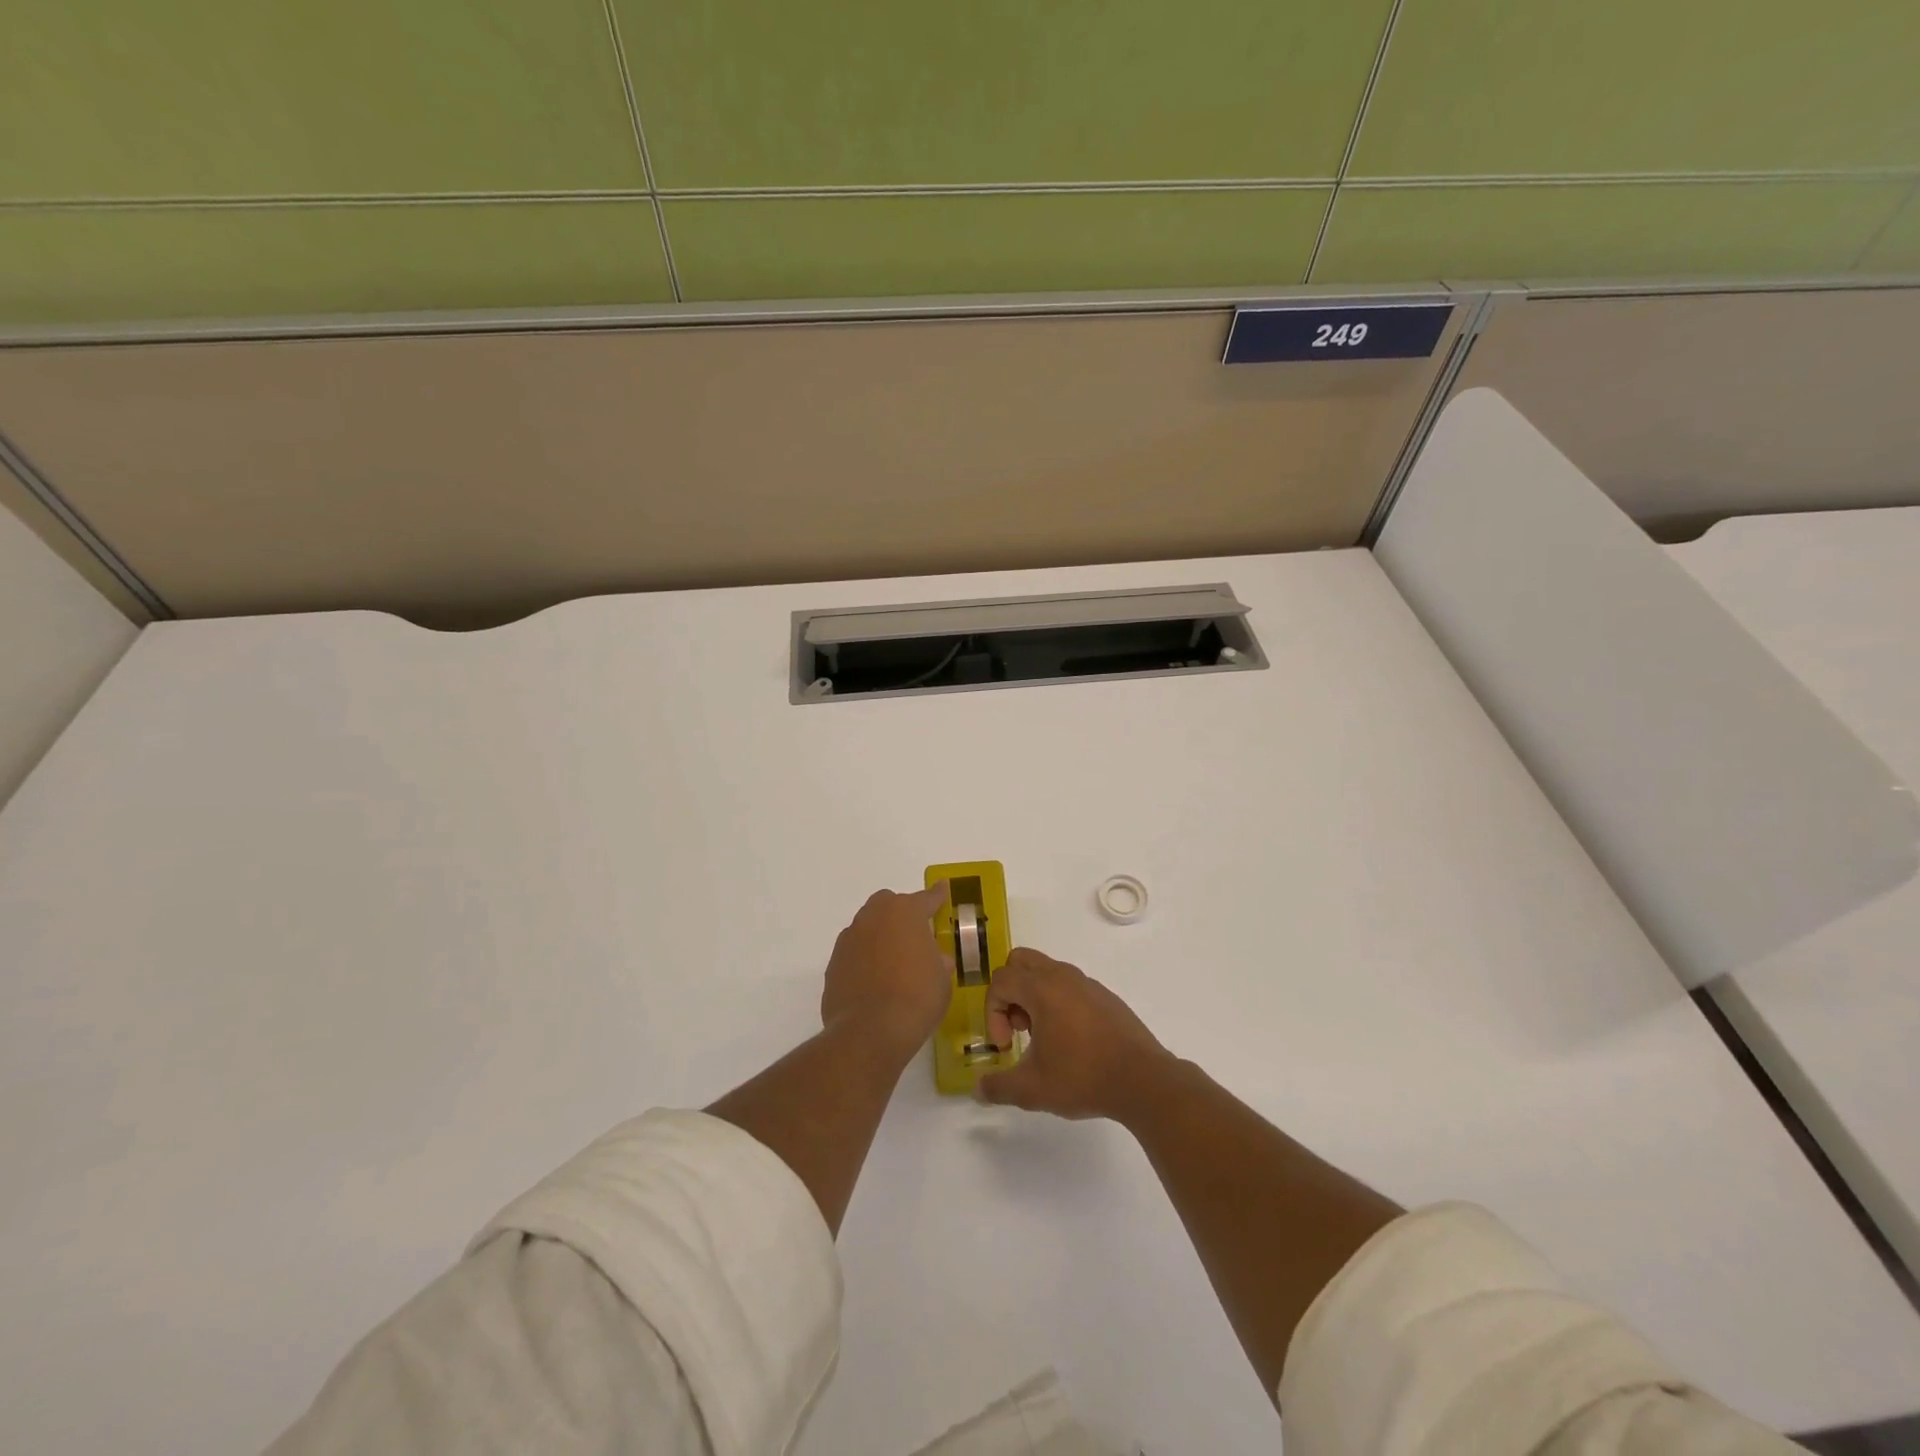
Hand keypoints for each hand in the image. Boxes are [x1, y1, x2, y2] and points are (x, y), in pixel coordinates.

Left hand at [820, 884, 952, 1065]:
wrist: (870, 1031)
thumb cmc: (917, 998)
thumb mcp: (942, 980)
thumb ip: (939, 962)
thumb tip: (937, 960)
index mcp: (905, 913)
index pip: (926, 898)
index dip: (937, 895)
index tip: (942, 888)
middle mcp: (873, 917)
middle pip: (888, 904)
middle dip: (901, 914)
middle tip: (914, 936)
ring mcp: (849, 940)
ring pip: (867, 927)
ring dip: (879, 937)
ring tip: (893, 963)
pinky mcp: (833, 964)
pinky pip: (854, 954)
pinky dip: (864, 961)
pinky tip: (874, 983)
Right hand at [977, 948, 1174, 1120]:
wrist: (1143, 1080)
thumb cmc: (1083, 1077)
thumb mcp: (1032, 1090)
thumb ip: (998, 1087)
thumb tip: (978, 1089)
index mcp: (1042, 988)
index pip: (1000, 981)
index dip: (992, 1013)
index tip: (1005, 1046)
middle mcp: (1063, 976)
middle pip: (1020, 962)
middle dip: (1010, 993)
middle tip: (1018, 1028)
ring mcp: (1087, 983)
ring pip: (1046, 971)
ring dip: (1034, 997)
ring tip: (1043, 1038)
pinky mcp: (1105, 996)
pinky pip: (1069, 986)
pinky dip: (1058, 1002)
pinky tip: (1071, 1041)